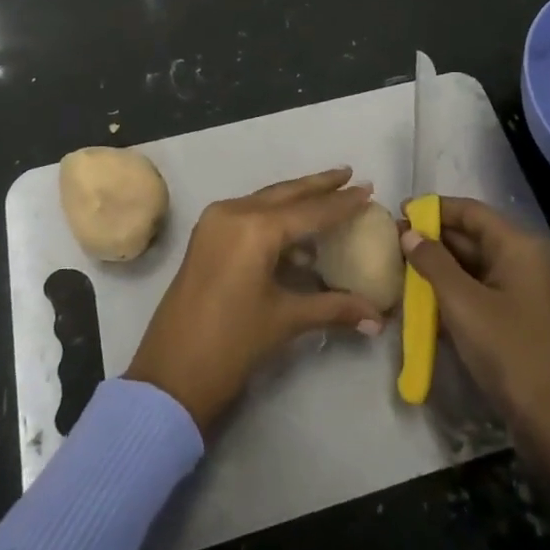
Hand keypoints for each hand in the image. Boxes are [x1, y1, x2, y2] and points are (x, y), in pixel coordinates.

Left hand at [126, 168, 386, 431]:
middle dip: (319, 185)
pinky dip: (275, 217)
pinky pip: (249, 215)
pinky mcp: (206, 236)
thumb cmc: (232, 344)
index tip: (369, 189)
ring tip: (330, 197)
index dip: (342, 203)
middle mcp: (234, 212)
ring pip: (265, 200)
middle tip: (350, 174)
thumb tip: (379, 317)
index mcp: (255, 228)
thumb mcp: (286, 320)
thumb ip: (334, 308)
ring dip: (297, 200)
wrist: (170, 376)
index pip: (309, 210)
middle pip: (286, 193)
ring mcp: (215, 222)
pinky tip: (298, 232)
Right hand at [403, 197, 549, 549]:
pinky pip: (478, 289)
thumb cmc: (508, 350)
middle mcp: (522, 260)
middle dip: (433, 238)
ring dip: (439, 265)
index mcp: (517, 246)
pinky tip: (423, 298)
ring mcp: (521, 290)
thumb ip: (433, 262)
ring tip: (402, 267)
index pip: (470, 211)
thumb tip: (409, 233)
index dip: (434, 209)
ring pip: (473, 264)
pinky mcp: (516, 316)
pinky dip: (452, 289)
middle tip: (394, 242)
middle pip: (472, 236)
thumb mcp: (462, 303)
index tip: (399, 212)